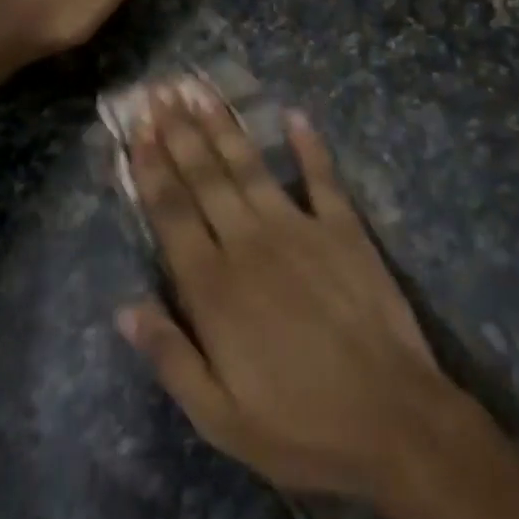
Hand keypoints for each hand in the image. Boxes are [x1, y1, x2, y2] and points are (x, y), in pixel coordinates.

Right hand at [118, 85, 474, 500]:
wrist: (394, 421)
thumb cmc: (301, 428)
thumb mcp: (220, 418)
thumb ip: (170, 357)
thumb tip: (124, 308)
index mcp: (214, 288)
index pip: (171, 213)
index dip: (151, 167)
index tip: (137, 129)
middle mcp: (249, 244)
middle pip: (205, 177)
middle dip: (179, 132)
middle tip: (159, 91)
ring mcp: (300, 230)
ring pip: (250, 167)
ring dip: (224, 127)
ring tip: (201, 91)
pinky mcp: (345, 230)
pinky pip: (322, 178)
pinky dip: (309, 146)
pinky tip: (295, 115)